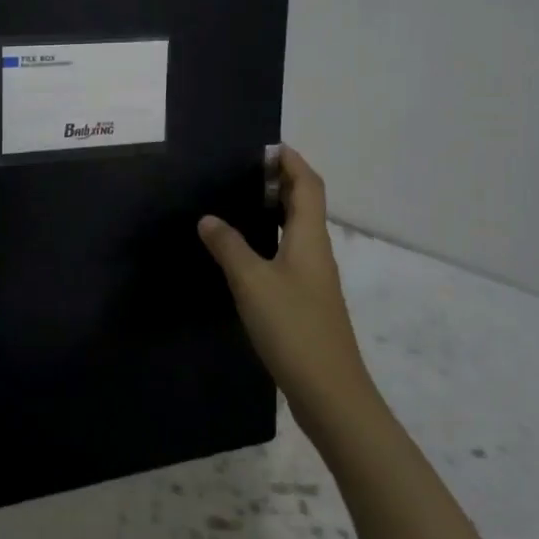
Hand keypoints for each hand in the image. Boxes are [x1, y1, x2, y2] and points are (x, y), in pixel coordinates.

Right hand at [198, 148, 375, 437]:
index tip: (265, 146)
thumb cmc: (293, 328)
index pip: (308, 184)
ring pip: (297, 230)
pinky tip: (246, 252)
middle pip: (305, 203)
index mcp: (310, 237)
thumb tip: (209, 218)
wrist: (330, 392)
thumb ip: (229, 246)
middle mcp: (317, 251)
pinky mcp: (307, 301)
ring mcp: (314, 278)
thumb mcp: (252, 282)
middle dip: (281, 181)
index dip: (291, 161)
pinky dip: (271, 239)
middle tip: (243, 171)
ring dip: (275, 210)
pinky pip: (289, 254)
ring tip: (239, 202)